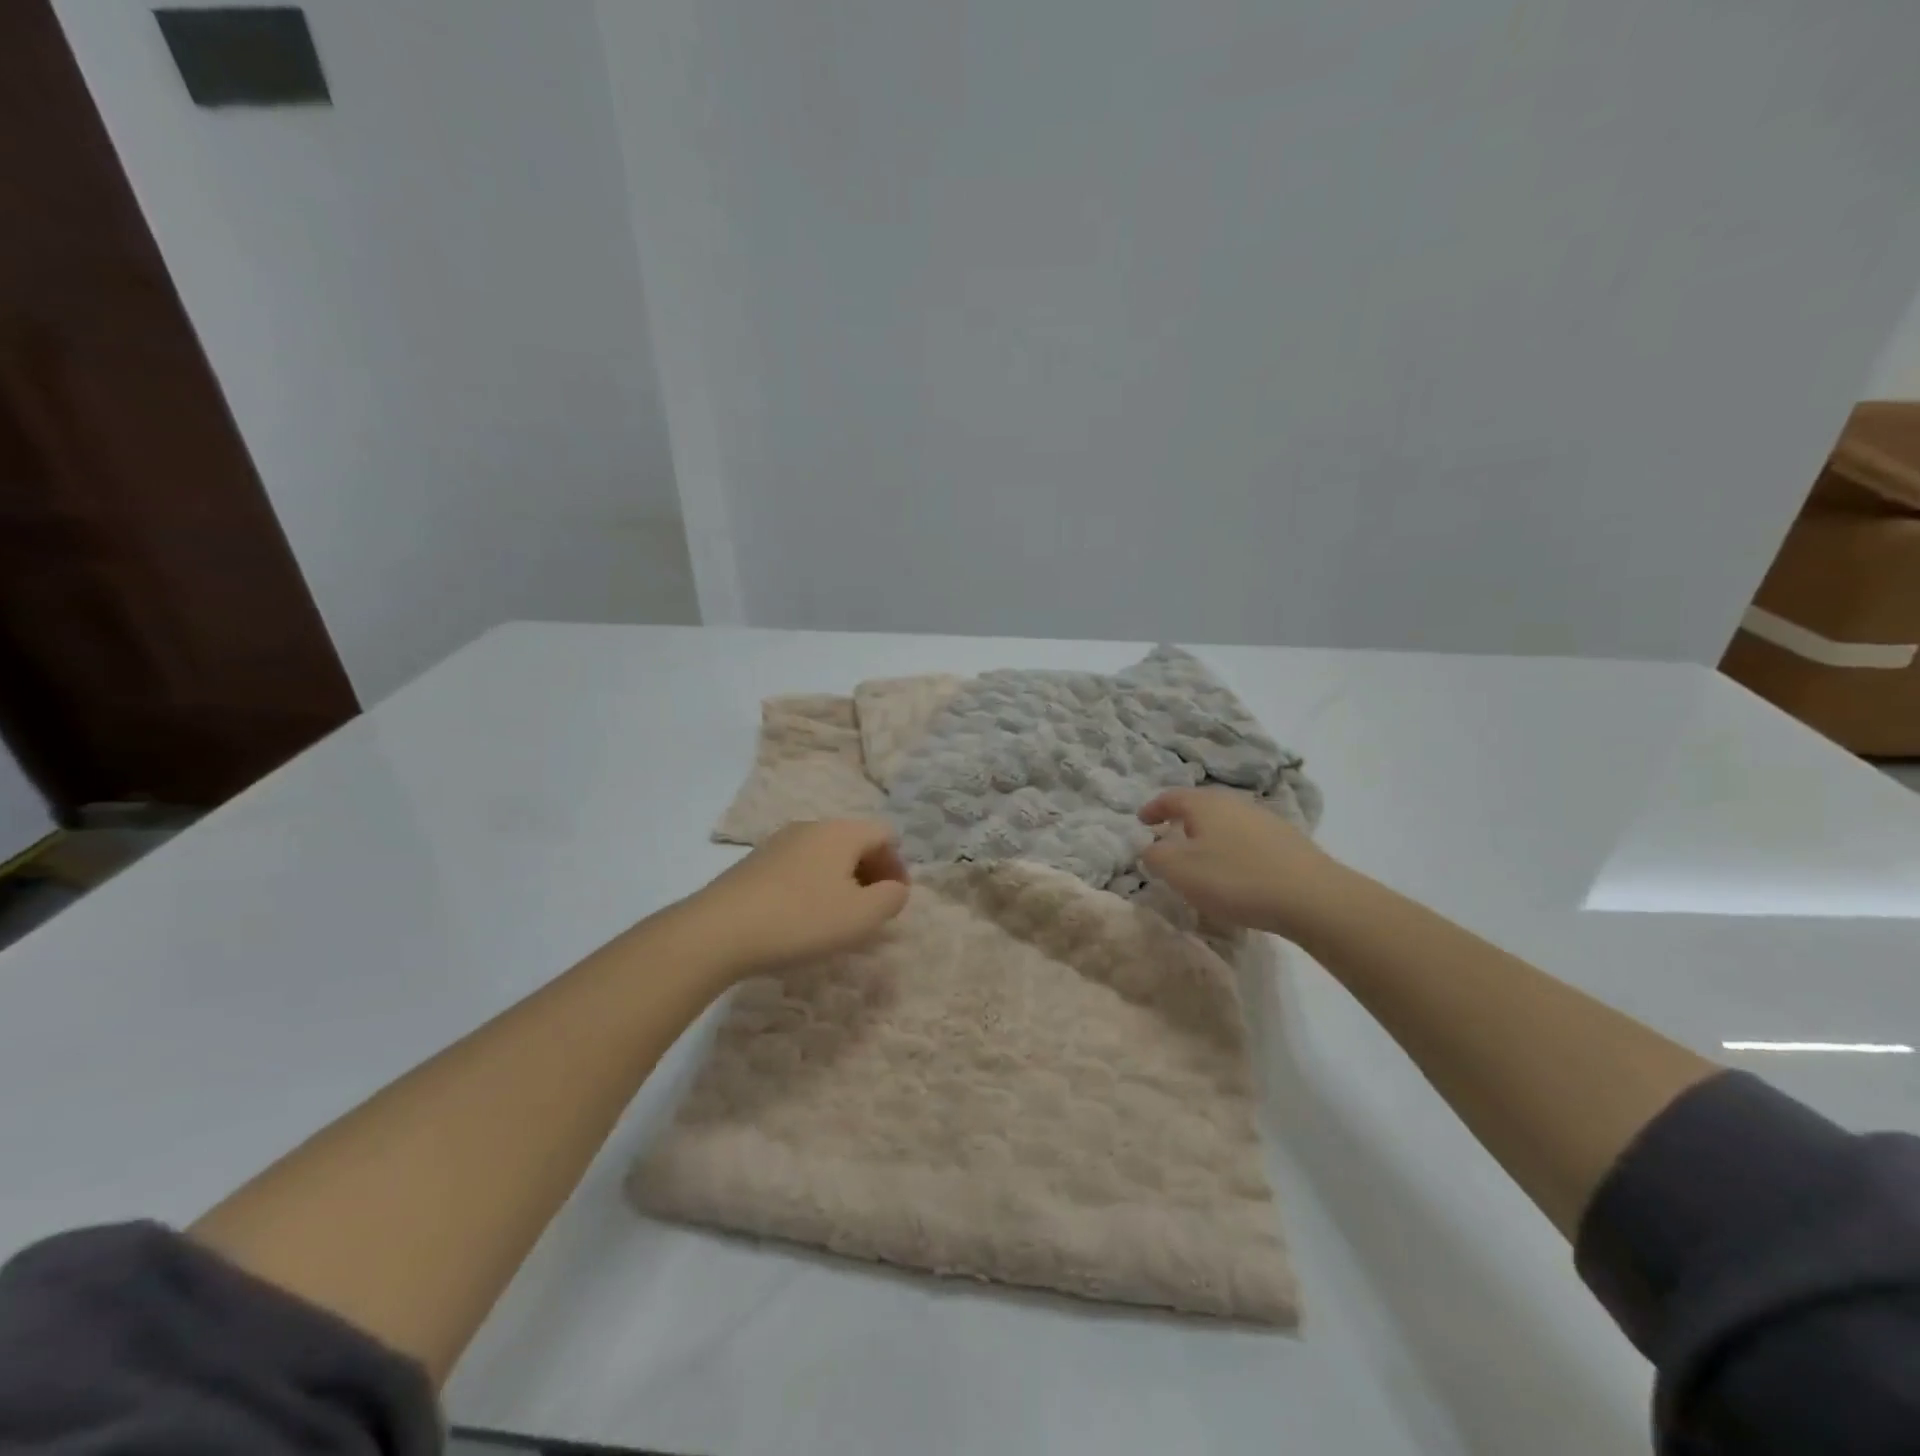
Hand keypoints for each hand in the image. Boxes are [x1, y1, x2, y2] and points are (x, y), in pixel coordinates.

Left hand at [677, 819, 910, 977]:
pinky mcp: (755, 864)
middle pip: (855, 842)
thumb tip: (896, 888)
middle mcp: (811, 827)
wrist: (718, 930)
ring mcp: (779, 842)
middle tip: (872, 911)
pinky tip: (803, 918)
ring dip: (842, 881)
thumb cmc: (801, 919)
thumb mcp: (861, 916)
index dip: (898, 866)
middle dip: (872, 873)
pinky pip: (800, 867)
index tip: (894, 901)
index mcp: (841, 832)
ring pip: (826, 855)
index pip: (885, 835)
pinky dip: (814, 886)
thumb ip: (891, 899)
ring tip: (838, 918)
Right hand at [1139, 788, 1346, 937]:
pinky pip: (1248, 840)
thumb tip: (1150, 848)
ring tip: (1202, 859)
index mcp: (1205, 804)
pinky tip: (1236, 873)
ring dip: (1209, 836)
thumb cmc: (1235, 879)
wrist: (1312, 898)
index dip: (1153, 808)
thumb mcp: (1180, 870)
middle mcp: (1235, 803)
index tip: (1141, 822)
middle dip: (1182, 821)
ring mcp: (1265, 820)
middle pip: (1201, 806)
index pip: (1171, 797)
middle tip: (1169, 838)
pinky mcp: (1288, 842)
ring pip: (1226, 822)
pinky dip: (1233, 850)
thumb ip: (1155, 856)